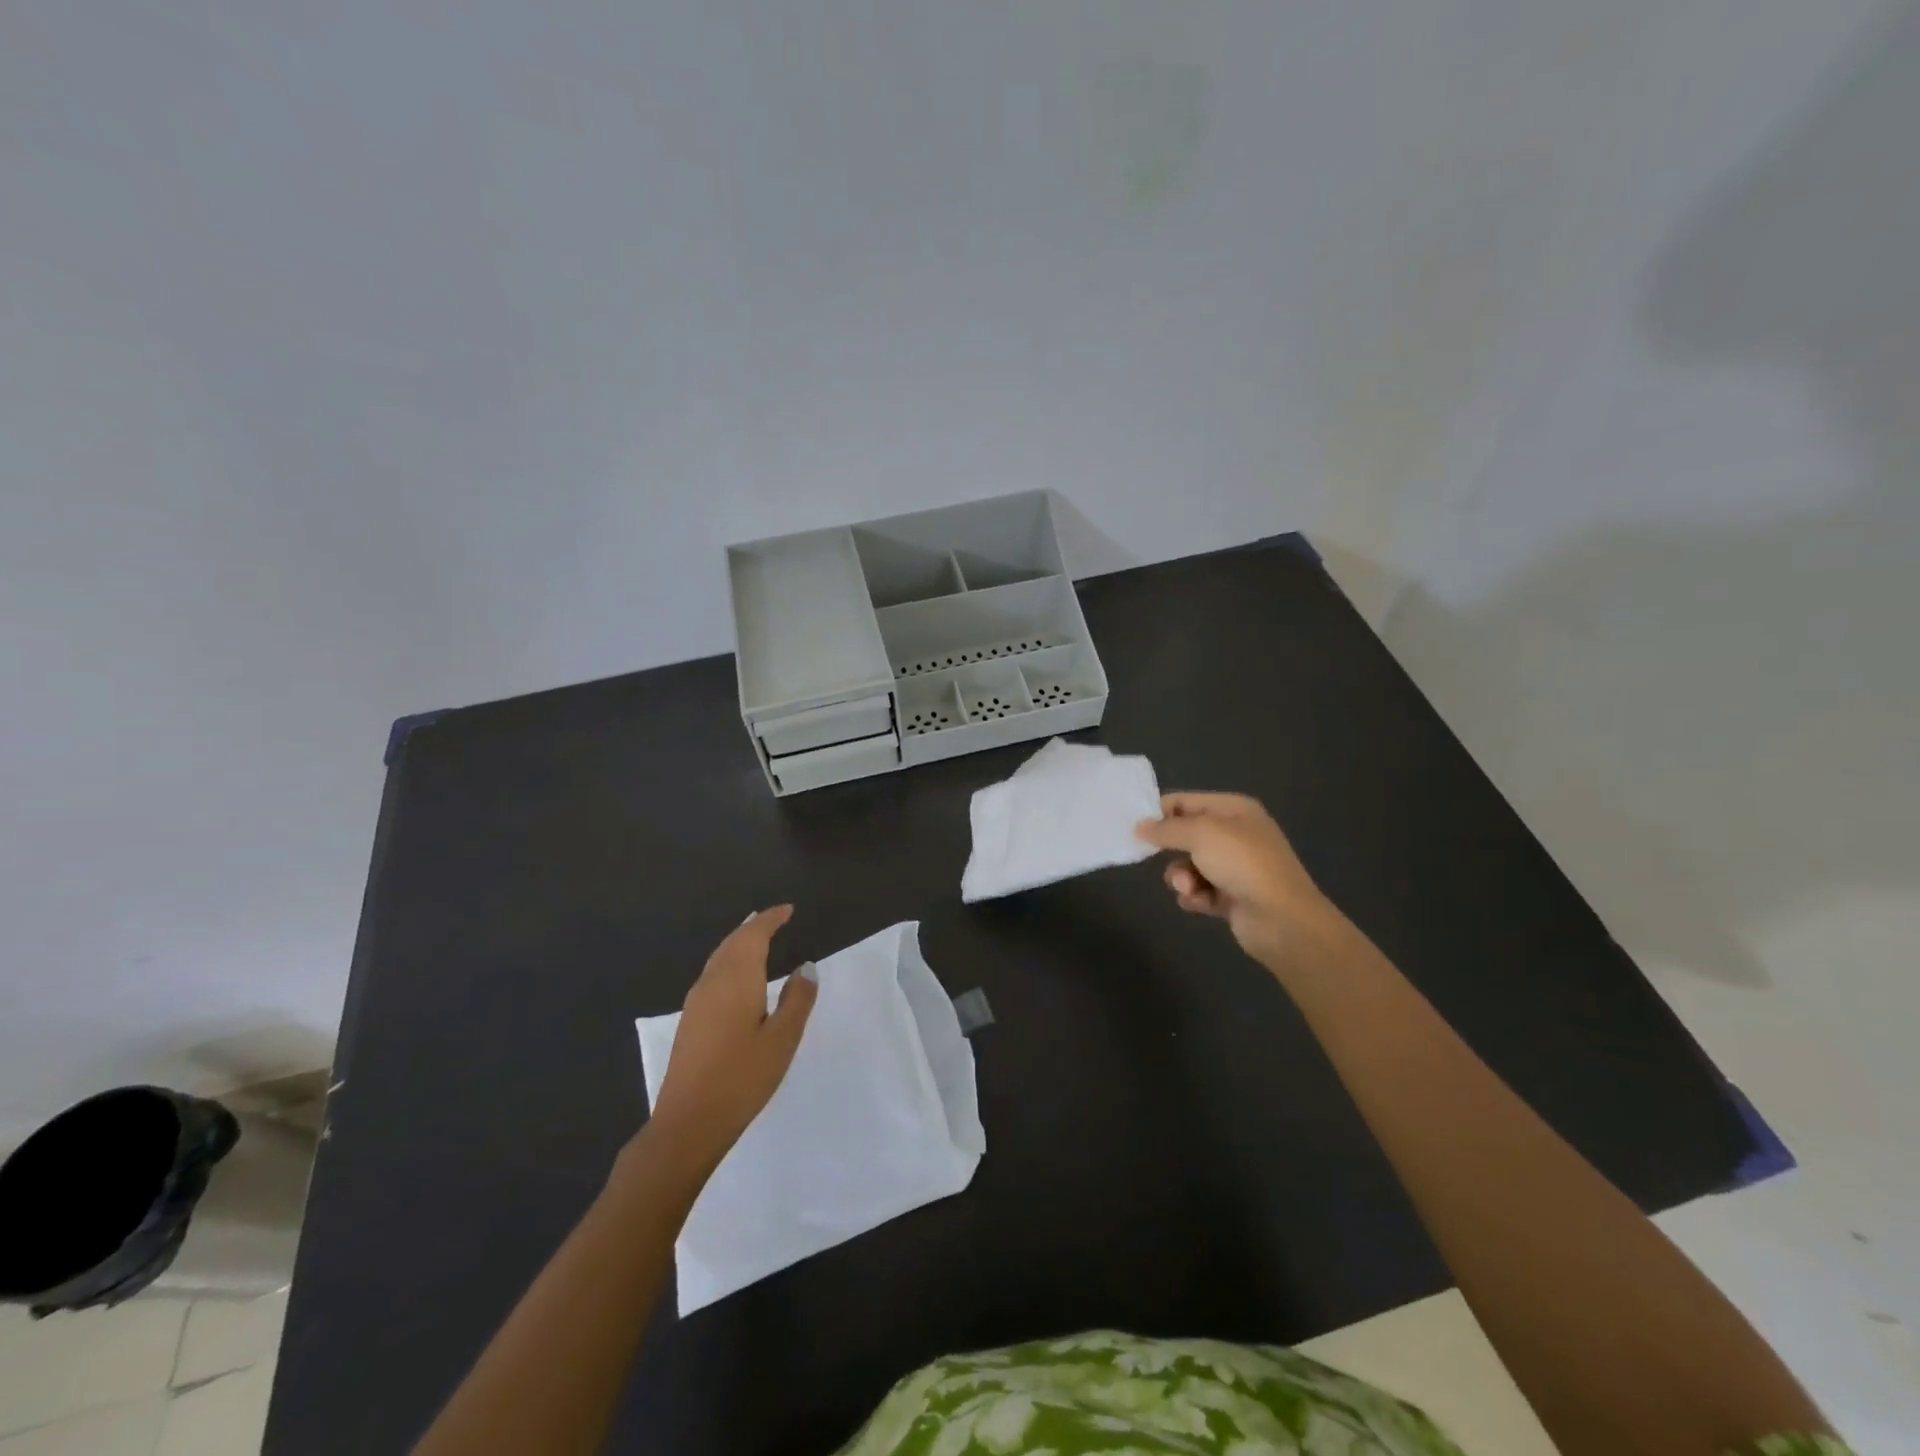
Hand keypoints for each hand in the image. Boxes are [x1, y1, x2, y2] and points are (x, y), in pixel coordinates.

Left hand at [646, 906, 816, 1165]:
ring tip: (757, 939)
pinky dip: (729, 962)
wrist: (688, 1123)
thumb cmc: (742, 1078)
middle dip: (753, 927)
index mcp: (736, 978)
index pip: (753, 935)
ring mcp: (696, 1002)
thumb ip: (797, 999)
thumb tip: (806, 966)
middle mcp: (712, 982)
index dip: (770, 918)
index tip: (788, 910)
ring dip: (739, 943)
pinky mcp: (690, 1021)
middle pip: (732, 942)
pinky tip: (737, 978)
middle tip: (773, 919)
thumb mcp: (782, 1038)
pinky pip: (712, 975)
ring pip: (719, 958)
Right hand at [1136, 793, 1349, 976]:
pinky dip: (1195, 896)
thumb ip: (1166, 829)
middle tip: (1152, 856)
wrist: (1281, 919)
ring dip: (1182, 877)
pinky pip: (1201, 890)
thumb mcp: (1200, 834)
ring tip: (1188, 888)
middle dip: (1171, 850)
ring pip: (1190, 866)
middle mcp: (1236, 835)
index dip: (1160, 812)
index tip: (1134, 827)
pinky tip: (1199, 902)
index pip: (1186, 801)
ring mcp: (1236, 867)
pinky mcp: (1233, 897)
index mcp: (1234, 810)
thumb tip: (1139, 827)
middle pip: (1186, 835)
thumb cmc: (1242, 863)